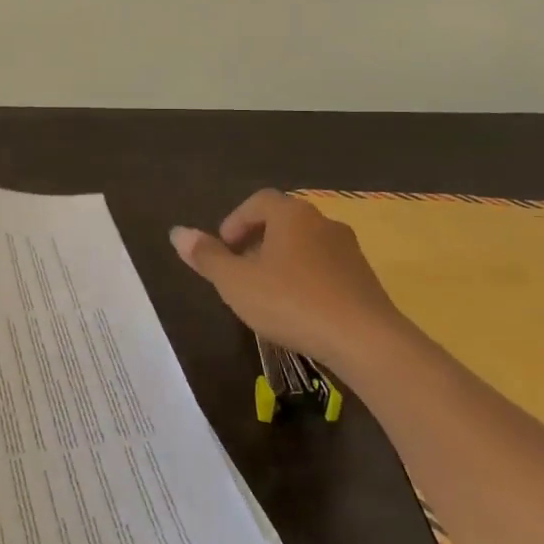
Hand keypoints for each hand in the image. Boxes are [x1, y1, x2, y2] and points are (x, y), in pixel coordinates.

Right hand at [171, 189, 402, 370]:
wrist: (366, 341)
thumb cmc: (291, 302)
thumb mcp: (236, 282)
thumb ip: (207, 257)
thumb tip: (177, 233)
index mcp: (291, 215)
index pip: (258, 201)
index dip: (236, 221)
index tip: (224, 248)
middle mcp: (323, 223)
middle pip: (283, 222)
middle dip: (258, 242)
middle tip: (240, 271)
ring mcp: (349, 251)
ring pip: (306, 246)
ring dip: (283, 261)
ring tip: (267, 293)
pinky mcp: (365, 280)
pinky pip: (327, 269)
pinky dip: (307, 280)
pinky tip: (299, 310)